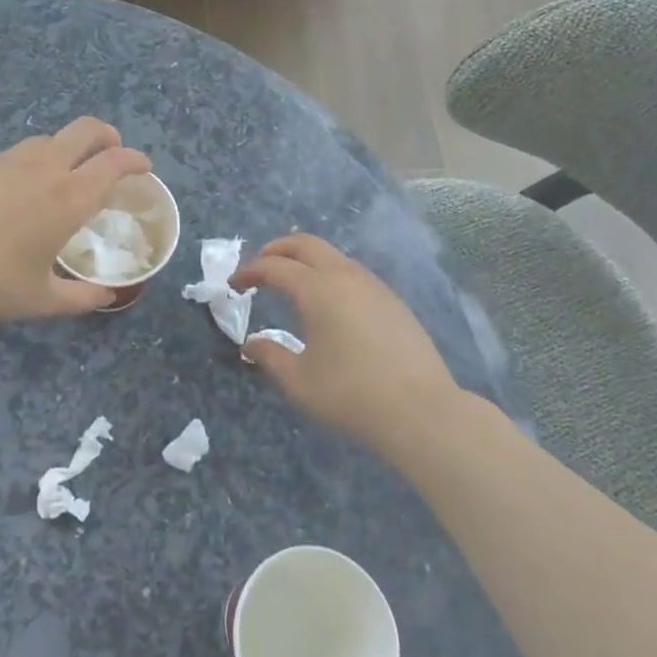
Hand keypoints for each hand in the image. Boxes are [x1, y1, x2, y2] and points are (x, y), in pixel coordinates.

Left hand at [0, 118, 151, 317]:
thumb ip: (81, 298)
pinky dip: (34, 162)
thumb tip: (106, 296)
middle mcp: (46, 168)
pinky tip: (19, 189)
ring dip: (69, 147)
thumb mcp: (41, 300)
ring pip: (50, 138)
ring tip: (65, 173)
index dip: (135, 161)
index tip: (143, 168)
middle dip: (108, 136)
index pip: (115, 163)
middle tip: (113, 152)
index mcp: (70, 198)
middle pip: (87, 130)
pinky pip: (18, 153)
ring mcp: (10, 159)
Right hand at [231, 235, 472, 447]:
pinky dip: (329, 275)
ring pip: (333, 256)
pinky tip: (329, 304)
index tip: (234, 285)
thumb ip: (269, 356)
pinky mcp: (393, 302)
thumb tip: (251, 344)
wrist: (421, 411)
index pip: (274, 267)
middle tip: (259, 268)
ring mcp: (374, 287)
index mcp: (317, 289)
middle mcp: (345, 277)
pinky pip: (353, 274)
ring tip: (291, 284)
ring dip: (306, 261)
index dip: (250, 272)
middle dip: (277, 250)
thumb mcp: (298, 381)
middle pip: (306, 244)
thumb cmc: (351, 395)